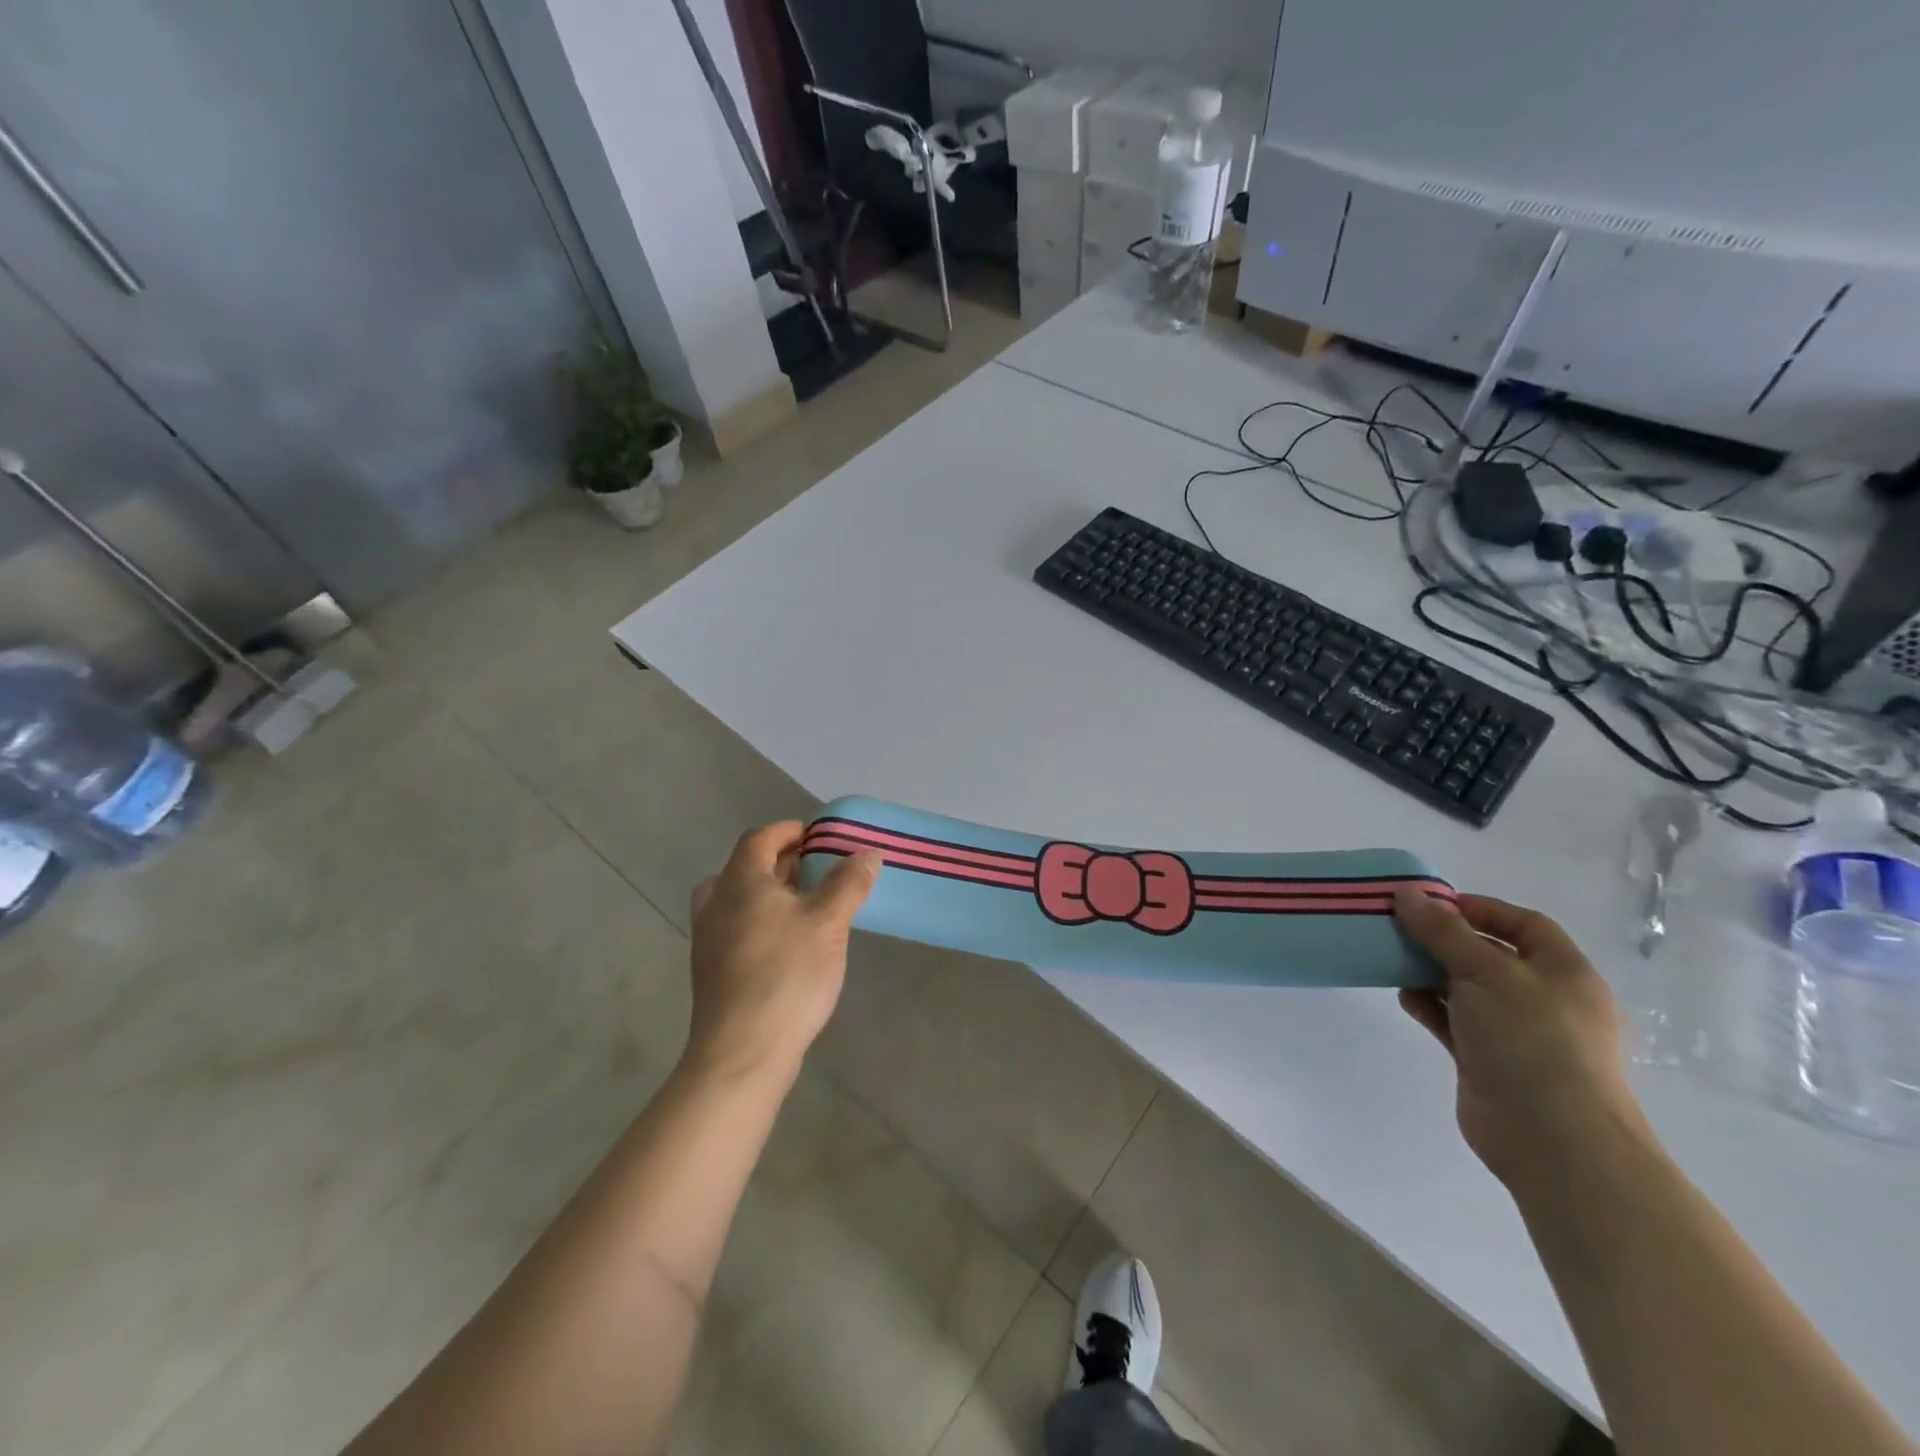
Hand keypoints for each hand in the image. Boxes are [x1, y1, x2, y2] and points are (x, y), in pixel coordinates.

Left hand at [685, 822, 879, 1083]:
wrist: (742, 1052)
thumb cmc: (786, 975)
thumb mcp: (828, 923)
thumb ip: (848, 883)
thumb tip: (867, 852)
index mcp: (740, 881)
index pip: (760, 838)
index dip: (789, 831)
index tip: (818, 836)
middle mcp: (716, 903)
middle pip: (745, 867)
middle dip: (782, 862)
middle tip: (817, 868)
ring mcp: (708, 939)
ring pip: (738, 899)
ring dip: (770, 893)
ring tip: (806, 904)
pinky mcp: (712, 970)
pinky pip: (736, 928)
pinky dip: (760, 920)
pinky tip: (789, 943)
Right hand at [1392, 889, 1648, 1189]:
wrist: (1554, 1140)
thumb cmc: (1533, 1041)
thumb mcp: (1486, 971)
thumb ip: (1443, 931)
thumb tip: (1408, 893)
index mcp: (1564, 972)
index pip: (1523, 924)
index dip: (1479, 909)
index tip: (1430, 904)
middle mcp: (1544, 999)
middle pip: (1490, 955)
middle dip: (1445, 940)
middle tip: (1399, 927)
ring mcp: (1517, 1033)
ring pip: (1467, 988)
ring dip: (1431, 972)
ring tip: (1393, 959)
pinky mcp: (1488, 1060)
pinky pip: (1454, 1021)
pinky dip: (1429, 1006)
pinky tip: (1404, 997)